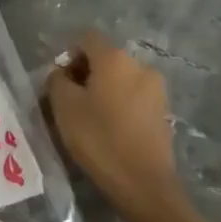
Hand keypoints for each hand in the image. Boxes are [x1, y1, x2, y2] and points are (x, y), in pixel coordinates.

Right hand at [44, 31, 181, 219]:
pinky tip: (110, 128)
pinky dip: (119, 104)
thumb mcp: (64, 107)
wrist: (144, 184)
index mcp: (114, 58)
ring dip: (103, 89)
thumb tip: (61, 73)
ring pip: (120, 78)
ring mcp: (156, 88)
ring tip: (90, 117)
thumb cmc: (99, 139)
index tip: (59, 82)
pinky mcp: (163, 111)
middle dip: (85, 73)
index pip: (86, 38)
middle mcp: (139, 65)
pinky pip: (133, 96)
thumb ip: (56, 80)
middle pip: (105, 57)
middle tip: (70, 101)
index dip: (68, 54)